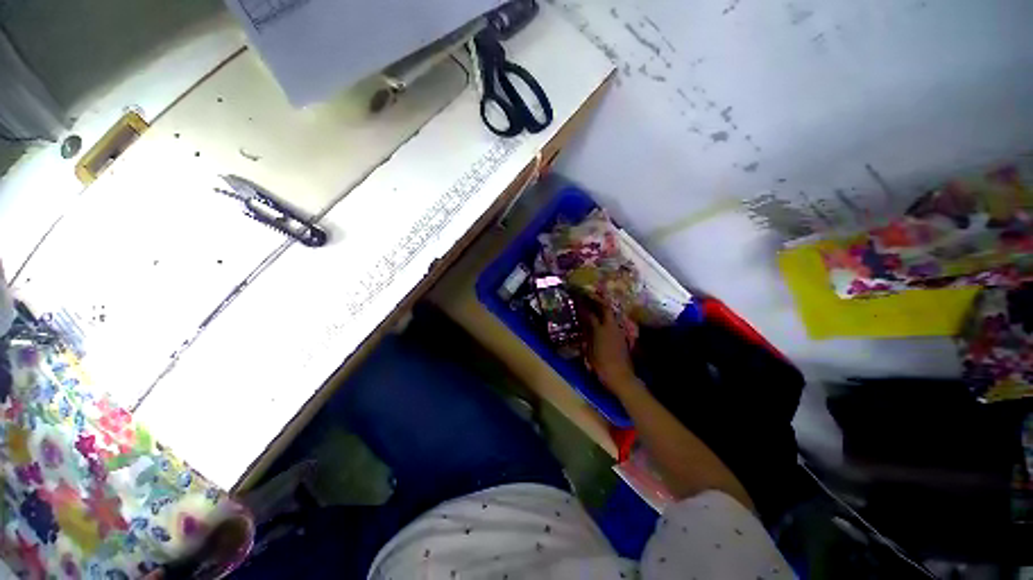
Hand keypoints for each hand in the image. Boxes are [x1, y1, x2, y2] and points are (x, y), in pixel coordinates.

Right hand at [582, 304, 638, 393]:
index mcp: (600, 330)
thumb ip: (587, 336)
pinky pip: (615, 322)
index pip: (590, 314)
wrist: (621, 376)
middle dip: (597, 301)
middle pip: (605, 309)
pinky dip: (608, 318)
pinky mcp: (623, 337)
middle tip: (590, 297)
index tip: (578, 299)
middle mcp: (610, 327)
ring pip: (612, 314)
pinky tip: (604, 320)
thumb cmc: (601, 365)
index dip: (583, 306)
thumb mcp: (589, 351)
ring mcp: (618, 331)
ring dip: (604, 308)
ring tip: (597, 305)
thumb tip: (584, 325)